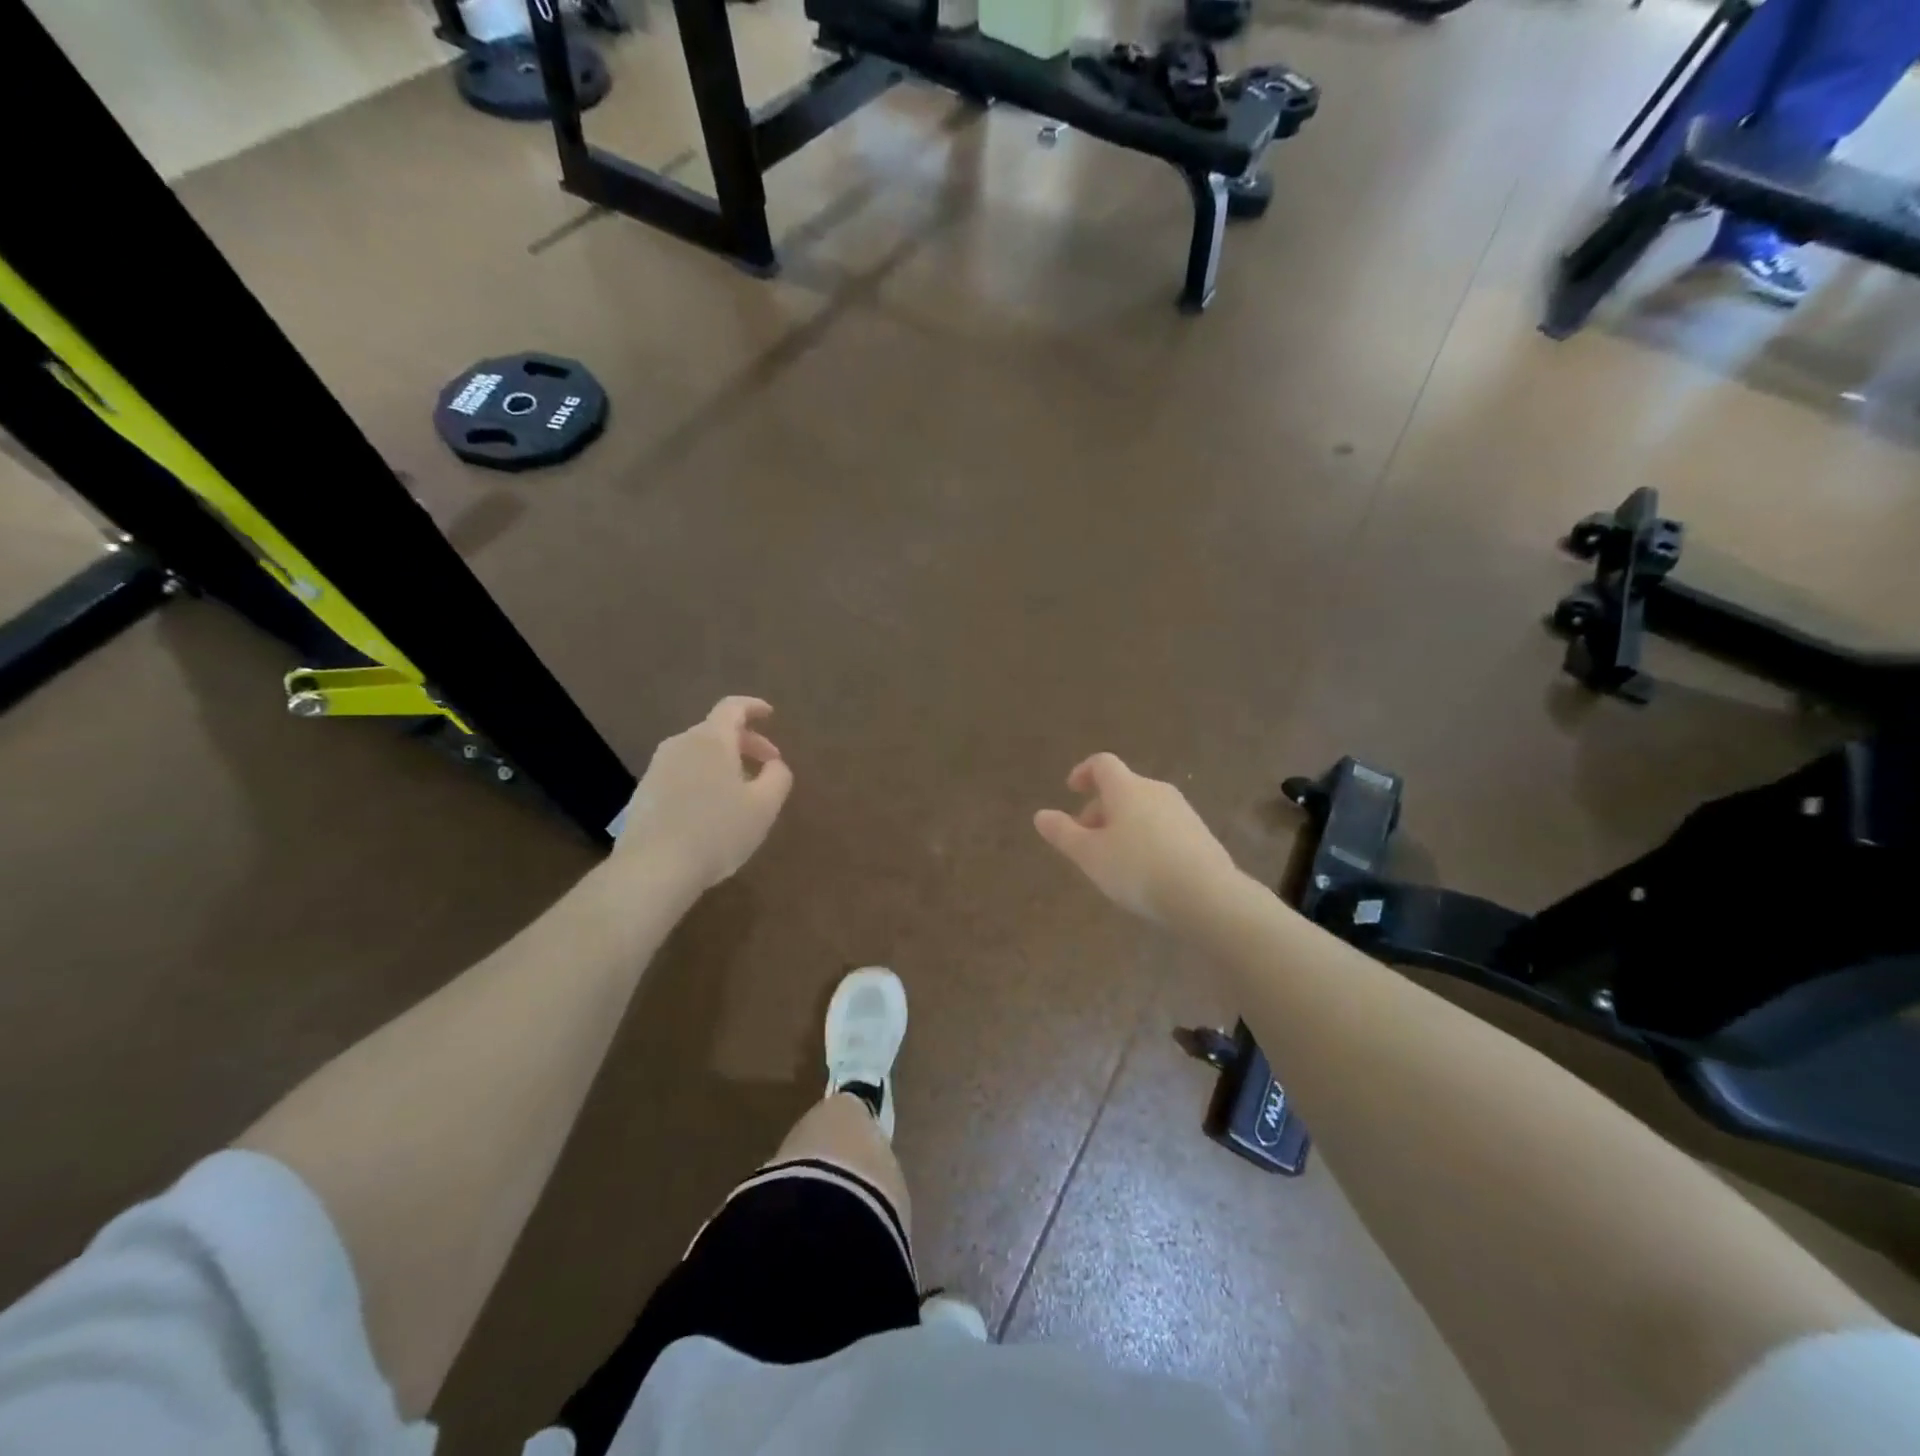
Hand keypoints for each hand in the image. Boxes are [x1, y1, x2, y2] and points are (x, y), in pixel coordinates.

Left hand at [611, 697, 792, 893]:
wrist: (653, 868)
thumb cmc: (717, 831)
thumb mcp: (764, 806)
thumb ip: (777, 777)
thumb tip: (774, 764)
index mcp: (711, 740)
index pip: (732, 707)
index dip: (753, 707)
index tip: (770, 714)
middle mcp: (680, 745)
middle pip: (716, 731)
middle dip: (746, 743)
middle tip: (768, 764)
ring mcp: (657, 769)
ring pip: (697, 754)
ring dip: (723, 763)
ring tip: (741, 792)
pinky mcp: (643, 794)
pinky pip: (681, 774)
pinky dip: (702, 780)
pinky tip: (711, 811)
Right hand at [1034, 753, 1240, 926]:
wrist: (1206, 895)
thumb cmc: (1137, 869)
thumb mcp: (1090, 855)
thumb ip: (1063, 833)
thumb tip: (1040, 815)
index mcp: (1126, 788)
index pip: (1102, 763)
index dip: (1083, 772)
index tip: (1072, 790)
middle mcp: (1155, 790)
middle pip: (1122, 788)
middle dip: (1100, 809)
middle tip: (1086, 841)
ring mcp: (1182, 810)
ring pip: (1143, 808)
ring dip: (1123, 825)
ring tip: (1114, 860)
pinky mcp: (1200, 833)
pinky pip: (1163, 826)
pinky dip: (1146, 838)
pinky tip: (1145, 871)